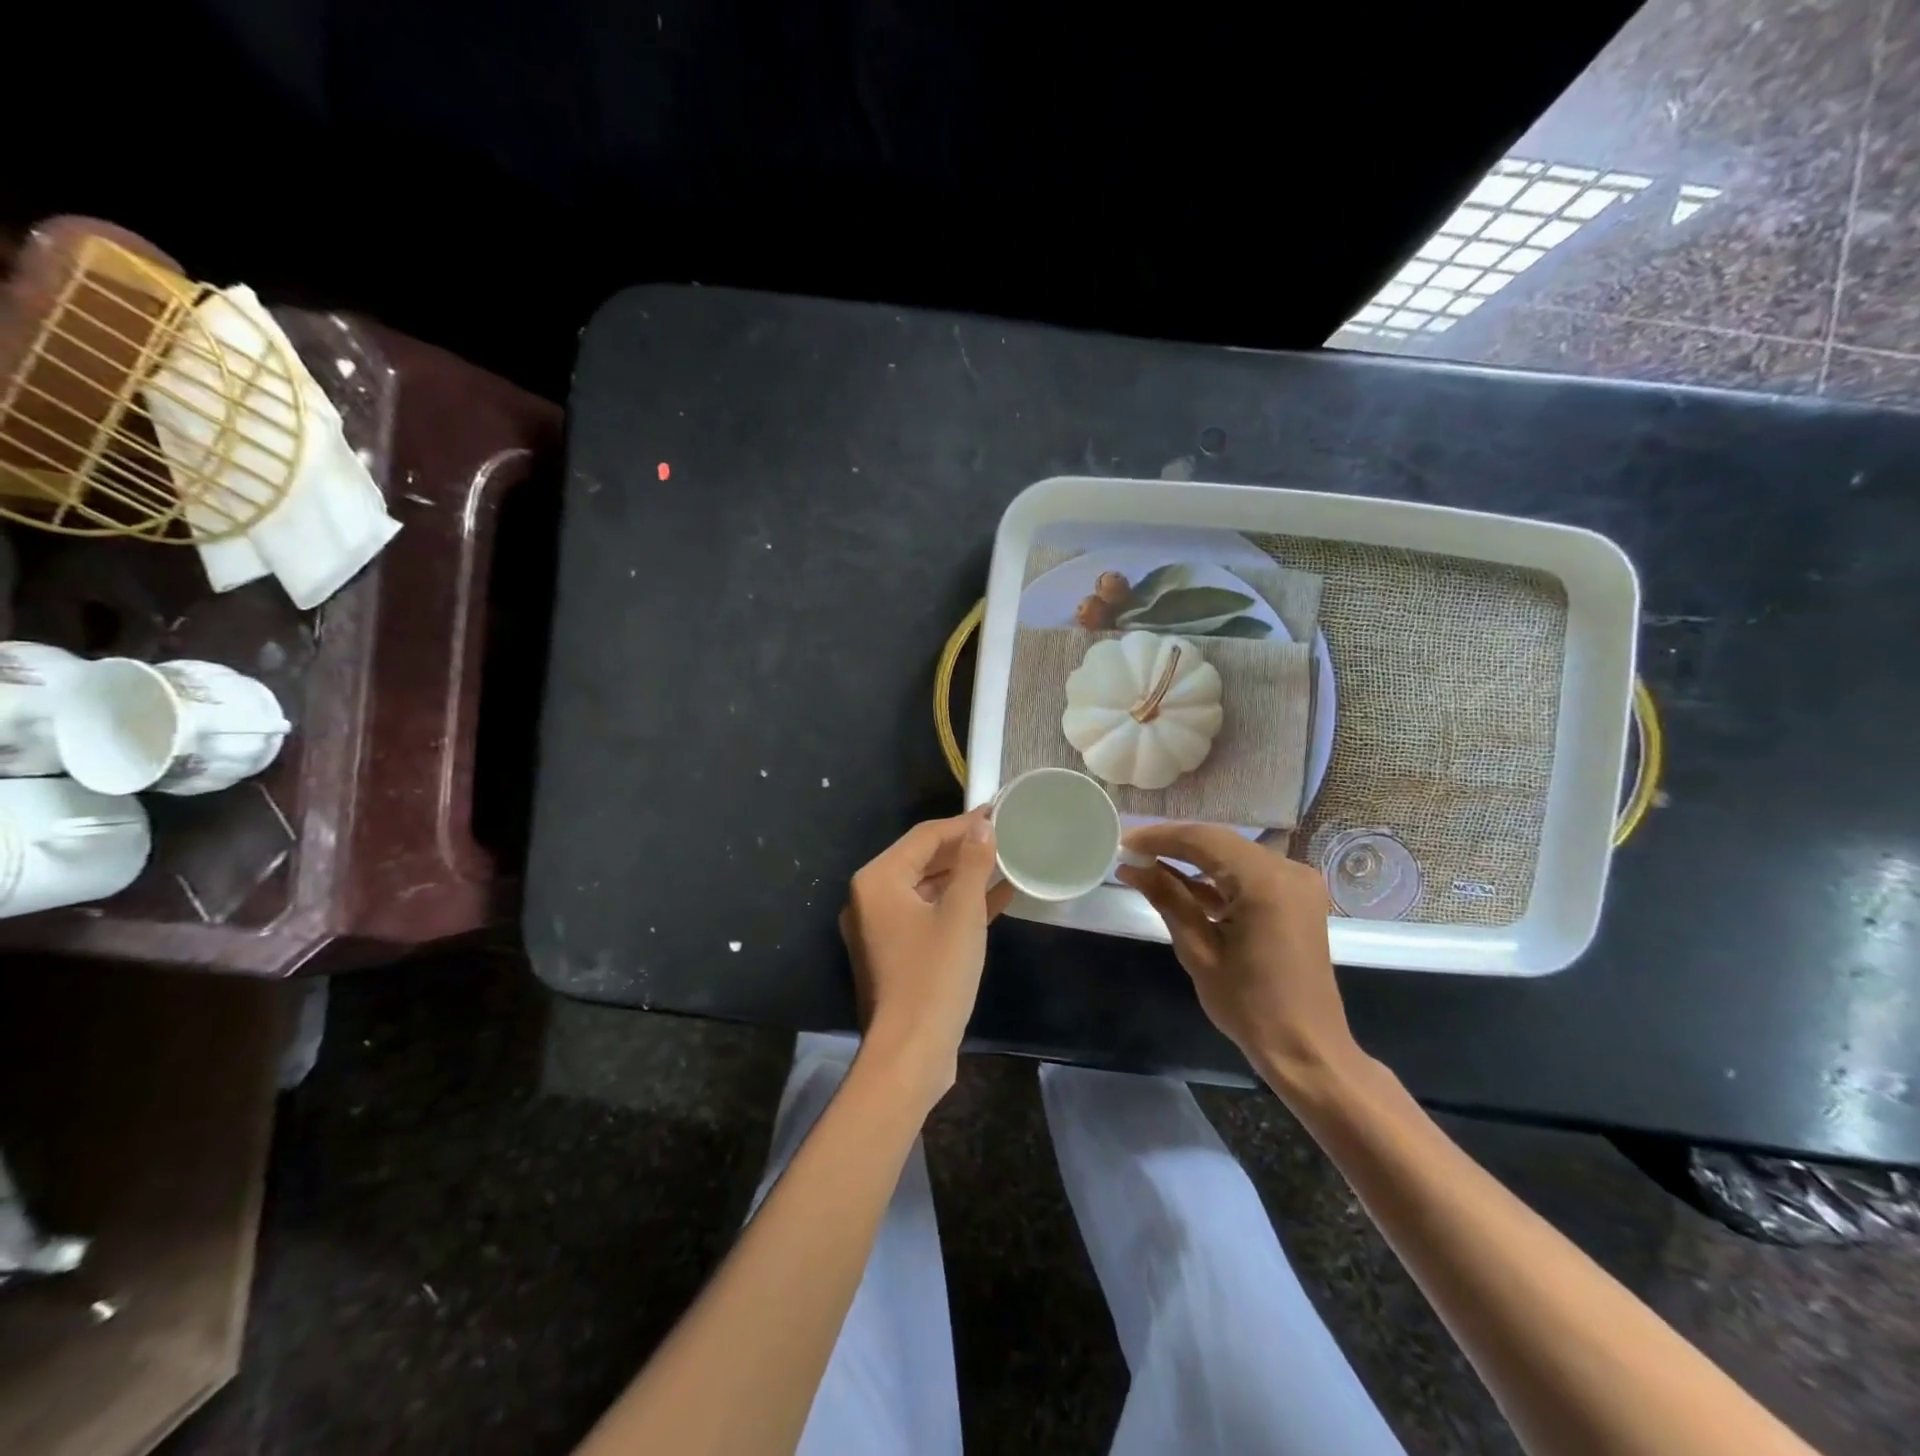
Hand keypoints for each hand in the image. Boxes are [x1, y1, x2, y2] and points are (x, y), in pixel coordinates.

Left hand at [839, 809, 1015, 1102]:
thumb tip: (982, 826)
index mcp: (877, 881)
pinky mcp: (895, 954)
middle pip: (922, 861)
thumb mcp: (962, 912)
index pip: (924, 837)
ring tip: (1004, 863)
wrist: (910, 1052)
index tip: (997, 812)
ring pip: (927, 890)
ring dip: (964, 878)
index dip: (963, 823)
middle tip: (1003, 836)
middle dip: (964, 850)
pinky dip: (957, 908)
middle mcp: (870, 899)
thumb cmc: (935, 974)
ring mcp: (880, 929)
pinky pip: (928, 917)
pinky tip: (996, 900)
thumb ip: (973, 863)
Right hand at [1116, 823, 1359, 1088]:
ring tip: (1147, 864)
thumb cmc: (1250, 1006)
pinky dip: (1215, 877)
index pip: (1202, 841)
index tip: (1123, 843)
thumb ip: (1167, 899)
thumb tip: (1131, 866)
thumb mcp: (1199, 951)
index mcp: (1265, 882)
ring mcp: (1296, 882)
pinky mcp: (1295, 897)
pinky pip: (1248, 874)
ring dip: (1191, 859)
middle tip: (1131, 851)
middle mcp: (1287, 870)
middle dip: (1173, 844)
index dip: (1159, 837)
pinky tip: (1178, 881)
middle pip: (1218, 842)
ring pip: (1232, 855)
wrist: (1307, 1048)